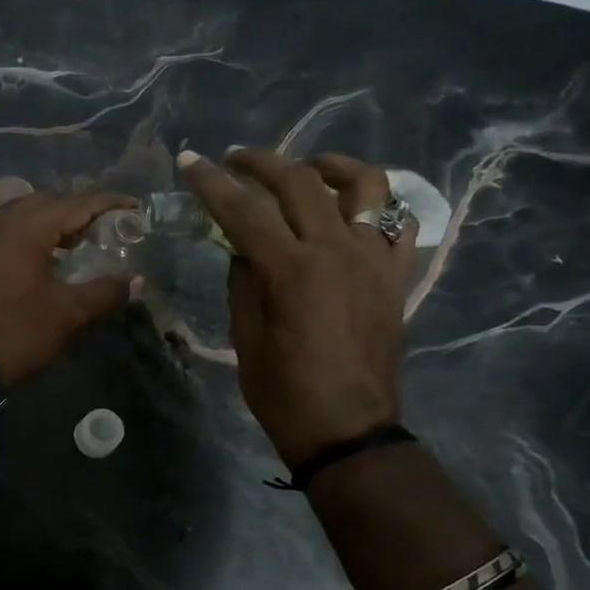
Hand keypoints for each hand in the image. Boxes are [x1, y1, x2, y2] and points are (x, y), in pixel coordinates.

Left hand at [0, 190, 139, 385]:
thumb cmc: (19, 332)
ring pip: (24, 213)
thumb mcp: (69, 312)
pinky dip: (32, 232)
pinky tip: (47, 254)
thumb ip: (105, 291)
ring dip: (53, 220)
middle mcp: (1, 222)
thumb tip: (135, 281)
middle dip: (79, 209)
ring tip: (80, 239)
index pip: (75, 203)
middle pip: (48, 201)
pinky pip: (8, 229)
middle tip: (107, 226)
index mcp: (26, 228)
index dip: (107, 203)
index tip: (134, 207)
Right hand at [179, 148, 415, 466]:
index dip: (212, 183)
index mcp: (292, 270)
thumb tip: (243, 246)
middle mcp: (338, 251)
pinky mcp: (397, 276)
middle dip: (262, 162)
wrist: (346, 429)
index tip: (190, 161)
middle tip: (235, 159)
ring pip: (365, 184)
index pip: (244, 210)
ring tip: (305, 168)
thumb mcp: (244, 338)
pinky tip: (354, 209)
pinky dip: (379, 204)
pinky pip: (400, 222)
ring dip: (329, 166)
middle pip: (300, 182)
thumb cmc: (283, 392)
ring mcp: (375, 260)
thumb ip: (243, 281)